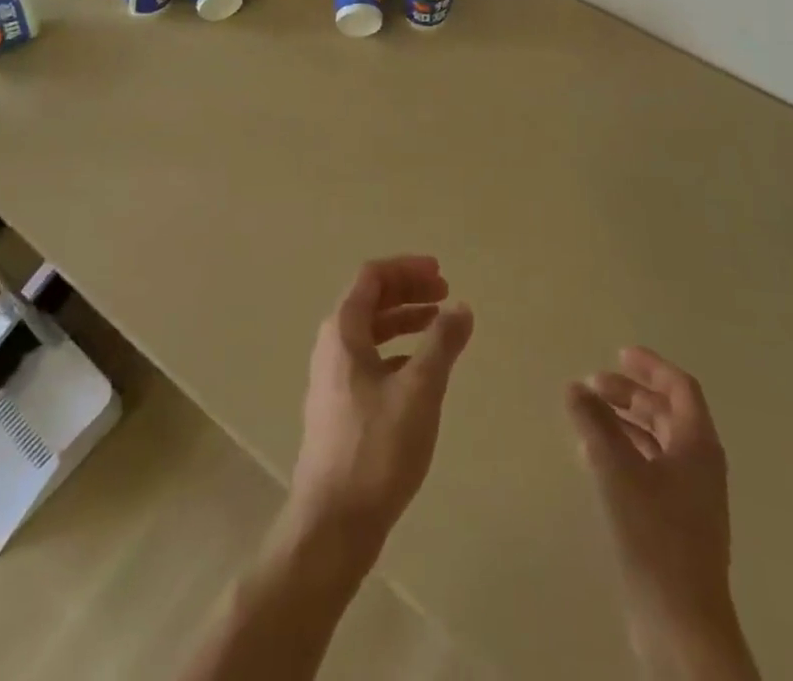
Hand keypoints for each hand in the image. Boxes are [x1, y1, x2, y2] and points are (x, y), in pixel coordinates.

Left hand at [287, 256, 473, 556]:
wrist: (333, 524)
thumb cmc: (377, 448)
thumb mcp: (420, 389)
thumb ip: (442, 343)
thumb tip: (461, 307)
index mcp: (343, 330)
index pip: (372, 276)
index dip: (407, 268)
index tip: (441, 274)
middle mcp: (331, 345)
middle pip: (370, 300)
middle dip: (408, 291)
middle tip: (445, 294)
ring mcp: (332, 377)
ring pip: (371, 331)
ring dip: (404, 321)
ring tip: (439, 326)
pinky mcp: (339, 406)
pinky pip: (370, 359)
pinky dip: (397, 351)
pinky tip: (421, 370)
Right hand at [568, 348, 756, 679]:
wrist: (682, 624)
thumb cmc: (655, 534)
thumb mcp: (617, 469)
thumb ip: (595, 423)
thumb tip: (575, 387)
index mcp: (698, 444)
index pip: (679, 387)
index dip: (650, 366)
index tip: (618, 353)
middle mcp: (700, 464)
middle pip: (667, 413)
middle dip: (630, 395)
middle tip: (591, 386)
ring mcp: (691, 497)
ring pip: (657, 443)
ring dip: (624, 424)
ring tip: (586, 420)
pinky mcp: (677, 524)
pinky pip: (651, 470)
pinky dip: (625, 454)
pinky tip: (595, 461)